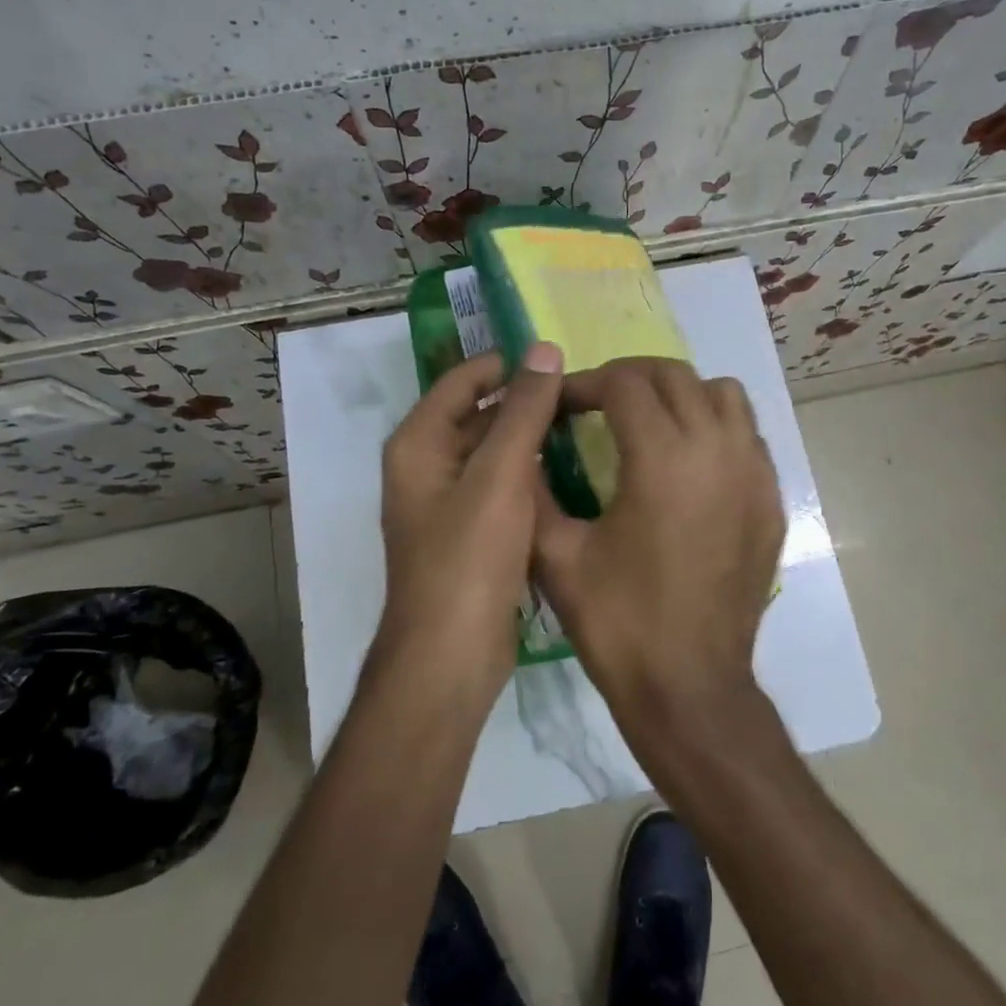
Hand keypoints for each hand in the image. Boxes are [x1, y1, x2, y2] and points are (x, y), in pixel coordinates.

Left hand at [376, 343, 564, 705]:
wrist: (451, 657)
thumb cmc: (468, 559)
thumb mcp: (499, 476)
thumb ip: (523, 411)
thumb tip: (544, 349)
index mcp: (419, 444)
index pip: (462, 380)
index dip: (506, 364)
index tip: (560, 359)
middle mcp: (427, 468)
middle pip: (478, 416)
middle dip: (524, 402)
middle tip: (584, 393)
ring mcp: (449, 504)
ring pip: (494, 454)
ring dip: (531, 438)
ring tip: (587, 424)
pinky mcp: (472, 535)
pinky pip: (503, 488)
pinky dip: (531, 475)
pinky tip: (572, 471)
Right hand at [532, 358, 784, 725]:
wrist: (690, 688)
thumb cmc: (619, 624)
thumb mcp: (557, 556)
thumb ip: (532, 489)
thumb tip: (522, 447)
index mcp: (663, 459)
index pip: (624, 382)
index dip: (583, 384)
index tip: (558, 405)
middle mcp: (718, 450)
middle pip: (674, 375)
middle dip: (627, 378)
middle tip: (594, 404)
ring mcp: (754, 474)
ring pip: (722, 395)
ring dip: (679, 395)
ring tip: (648, 423)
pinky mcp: (771, 500)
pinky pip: (747, 435)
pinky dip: (715, 428)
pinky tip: (688, 463)